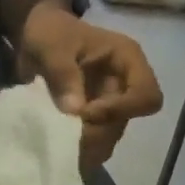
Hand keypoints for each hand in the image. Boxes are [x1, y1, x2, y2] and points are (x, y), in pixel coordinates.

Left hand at [15, 2, 163, 174]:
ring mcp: (111, 106)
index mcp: (127, 60)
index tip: (85, 113)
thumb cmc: (50, 34)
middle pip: (125, 123)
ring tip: (59, 145)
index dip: (120, 110)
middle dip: (97, 134)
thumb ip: (63, 74)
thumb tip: (76, 110)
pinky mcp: (95, 120)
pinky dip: (79, 150)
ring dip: (86, 146)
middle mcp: (125, 86)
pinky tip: (60, 148)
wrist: (38, 38)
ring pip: (109, 138)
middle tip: (64, 138)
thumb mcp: (51, 47)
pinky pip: (94, 144)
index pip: (146, 95)